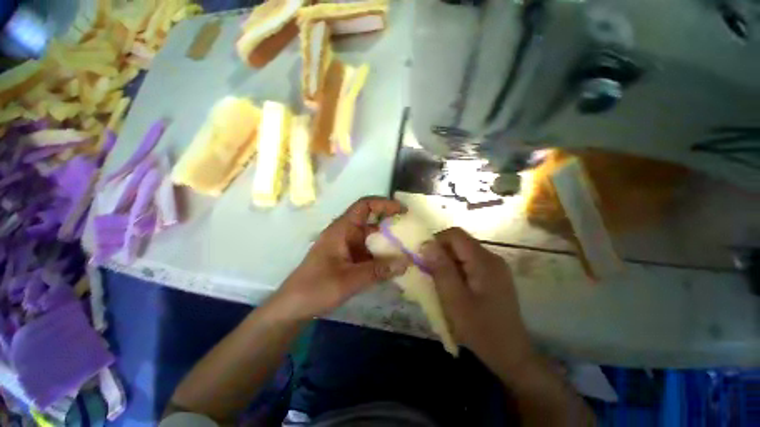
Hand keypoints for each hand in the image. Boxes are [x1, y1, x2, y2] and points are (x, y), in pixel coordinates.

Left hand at [270, 197, 409, 320]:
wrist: (293, 306)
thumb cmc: (316, 288)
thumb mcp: (349, 280)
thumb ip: (378, 271)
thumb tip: (406, 262)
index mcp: (342, 229)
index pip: (364, 205)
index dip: (384, 204)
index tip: (402, 211)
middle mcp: (346, 233)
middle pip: (371, 221)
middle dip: (391, 224)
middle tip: (411, 232)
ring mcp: (347, 246)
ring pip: (371, 238)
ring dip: (387, 243)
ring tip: (408, 249)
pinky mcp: (348, 258)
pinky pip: (368, 252)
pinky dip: (381, 256)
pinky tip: (393, 265)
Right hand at [421, 228, 533, 379]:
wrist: (512, 355)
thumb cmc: (481, 330)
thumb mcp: (454, 300)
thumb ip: (441, 269)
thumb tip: (426, 244)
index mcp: (484, 261)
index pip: (455, 234)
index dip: (436, 241)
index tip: (424, 258)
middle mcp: (492, 258)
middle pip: (459, 242)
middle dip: (441, 253)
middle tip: (429, 273)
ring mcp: (495, 267)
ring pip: (463, 253)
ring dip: (447, 262)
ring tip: (439, 282)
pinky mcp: (494, 276)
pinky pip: (469, 263)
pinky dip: (456, 269)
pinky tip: (453, 287)